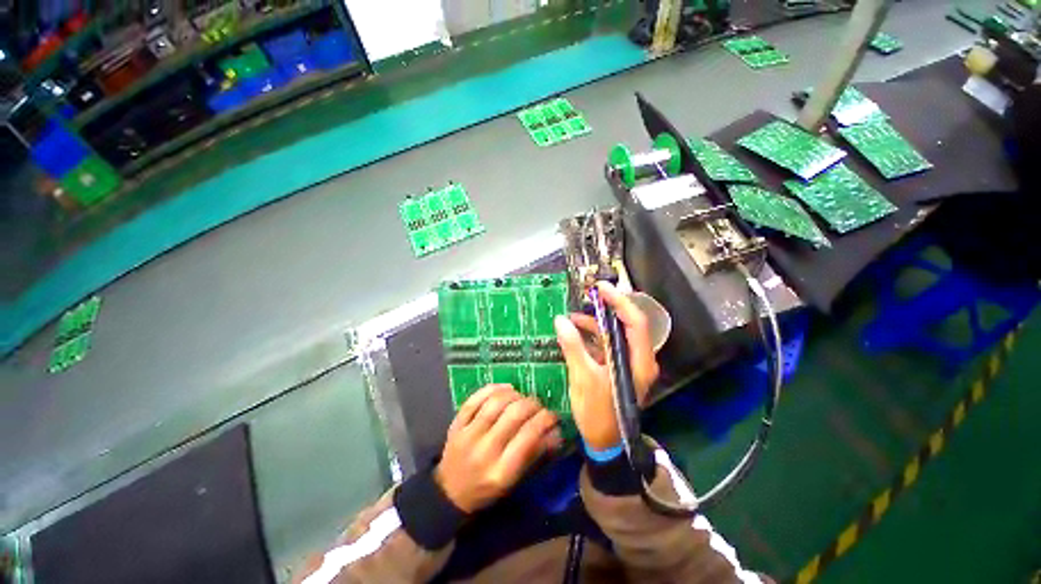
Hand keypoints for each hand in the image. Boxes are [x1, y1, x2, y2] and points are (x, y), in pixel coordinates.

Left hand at [435, 384, 560, 512]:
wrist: (448, 493)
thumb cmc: (487, 489)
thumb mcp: (514, 480)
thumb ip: (536, 454)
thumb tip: (557, 432)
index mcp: (501, 471)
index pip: (528, 436)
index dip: (545, 420)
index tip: (553, 415)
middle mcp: (484, 451)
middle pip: (513, 414)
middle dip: (532, 404)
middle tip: (539, 406)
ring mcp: (467, 435)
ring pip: (495, 403)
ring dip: (514, 395)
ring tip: (522, 397)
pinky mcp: (456, 424)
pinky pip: (475, 398)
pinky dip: (493, 388)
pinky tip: (506, 389)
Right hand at [554, 281, 659, 450]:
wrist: (604, 444)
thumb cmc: (599, 413)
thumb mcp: (583, 378)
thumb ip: (573, 347)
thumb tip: (560, 321)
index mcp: (639, 361)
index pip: (635, 322)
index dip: (619, 302)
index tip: (601, 288)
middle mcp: (638, 359)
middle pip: (626, 325)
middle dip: (607, 308)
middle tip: (589, 295)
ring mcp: (627, 363)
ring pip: (614, 334)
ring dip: (596, 323)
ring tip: (574, 316)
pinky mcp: (616, 368)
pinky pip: (606, 345)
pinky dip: (592, 336)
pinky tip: (575, 331)